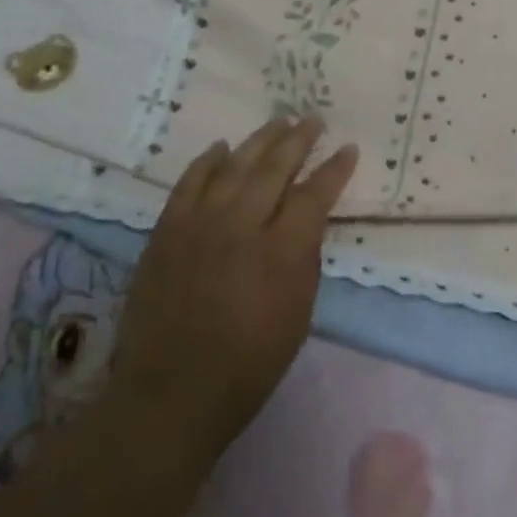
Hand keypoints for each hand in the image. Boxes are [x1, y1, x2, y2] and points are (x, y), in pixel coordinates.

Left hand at [109, 116, 357, 453]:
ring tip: (278, 122)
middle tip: (313, 120)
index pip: (314, 194)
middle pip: (275, 167)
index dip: (334, 169)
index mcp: (281, 251)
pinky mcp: (166, 231)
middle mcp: (241, 226)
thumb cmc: (248, 364)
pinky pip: (190, 182)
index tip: (349, 149)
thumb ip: (305, 259)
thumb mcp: (299, 315)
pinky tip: (222, 148)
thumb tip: (305, 222)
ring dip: (260, 140)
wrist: (169, 395)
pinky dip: (208, 161)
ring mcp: (199, 224)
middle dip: (299, 140)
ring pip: (235, 165)